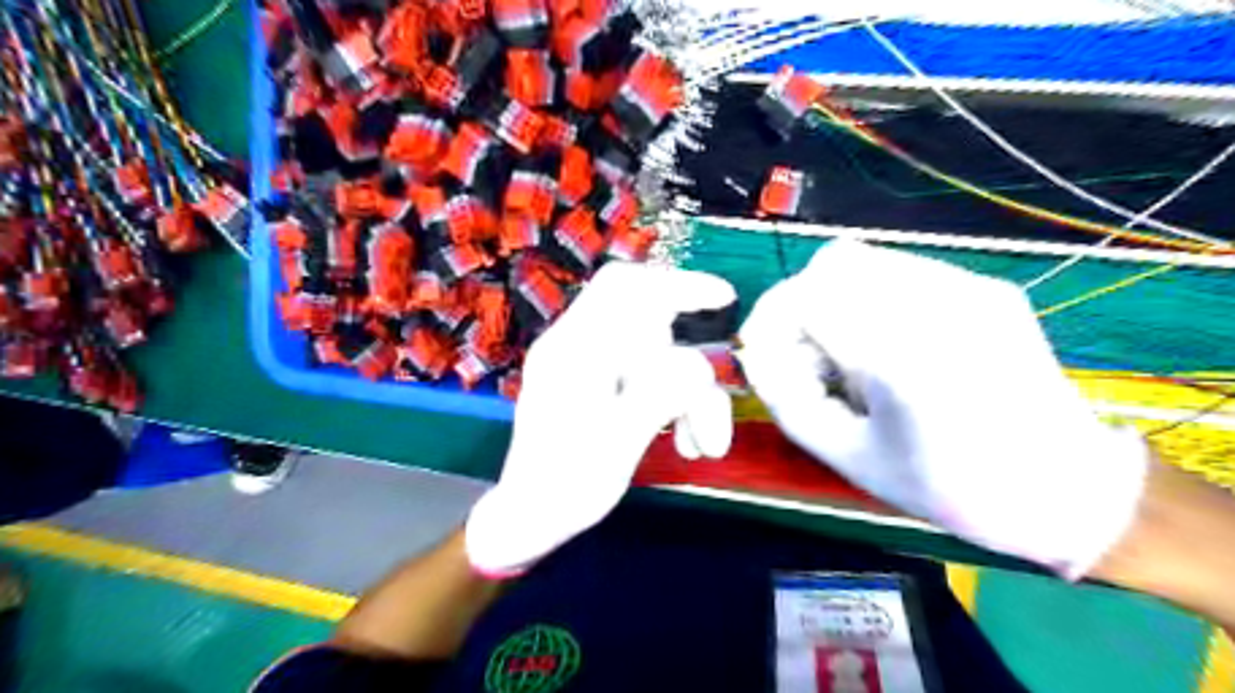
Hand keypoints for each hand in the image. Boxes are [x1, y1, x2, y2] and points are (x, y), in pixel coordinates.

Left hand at [464, 262, 731, 574]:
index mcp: (573, 350)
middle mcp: (580, 347)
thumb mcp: (618, 444)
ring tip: (705, 445)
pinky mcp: (601, 386)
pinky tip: (687, 442)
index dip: (676, 283)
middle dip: (687, 361)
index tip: (723, 299)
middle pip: (648, 322)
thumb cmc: (566, 486)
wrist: (531, 519)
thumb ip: (659, 396)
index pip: (623, 288)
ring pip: (657, 357)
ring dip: (689, 396)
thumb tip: (701, 367)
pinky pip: (649, 378)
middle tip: (710, 399)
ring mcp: (590, 366)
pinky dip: (675, 403)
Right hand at [731, 242, 1147, 576]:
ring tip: (848, 353)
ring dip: (834, 299)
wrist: (1067, 488)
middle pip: (834, 263)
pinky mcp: (984, 286)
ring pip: (865, 260)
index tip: (764, 351)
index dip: (771, 318)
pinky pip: (899, 271)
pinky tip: (885, 343)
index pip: (807, 297)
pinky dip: (868, 298)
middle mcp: (939, 306)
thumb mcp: (848, 457)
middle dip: (801, 305)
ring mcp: (969, 287)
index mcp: (904, 360)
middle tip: (807, 355)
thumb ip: (788, 401)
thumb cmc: (949, 488)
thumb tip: (758, 354)